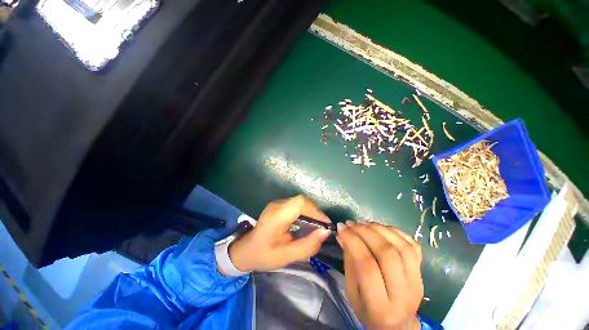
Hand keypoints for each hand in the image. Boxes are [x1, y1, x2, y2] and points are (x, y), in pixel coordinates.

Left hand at [229, 195, 331, 271]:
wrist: (246, 250)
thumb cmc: (264, 255)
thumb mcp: (287, 256)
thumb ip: (307, 245)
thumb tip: (326, 232)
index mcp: (276, 217)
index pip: (299, 203)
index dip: (315, 210)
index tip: (325, 224)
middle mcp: (276, 205)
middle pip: (301, 201)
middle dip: (315, 212)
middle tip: (322, 227)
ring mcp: (276, 203)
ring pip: (300, 202)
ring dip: (311, 212)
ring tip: (317, 226)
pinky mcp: (278, 205)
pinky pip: (296, 204)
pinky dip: (305, 212)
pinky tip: (307, 223)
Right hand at [337, 222, 422, 329]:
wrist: (398, 325)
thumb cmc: (368, 311)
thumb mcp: (352, 292)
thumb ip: (349, 262)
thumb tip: (343, 235)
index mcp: (380, 306)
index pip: (367, 266)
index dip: (353, 242)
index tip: (341, 228)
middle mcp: (403, 294)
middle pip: (387, 254)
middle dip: (365, 232)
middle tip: (351, 223)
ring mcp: (417, 282)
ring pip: (402, 247)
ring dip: (380, 229)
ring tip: (364, 223)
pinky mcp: (422, 274)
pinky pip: (413, 246)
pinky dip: (396, 232)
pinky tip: (381, 228)